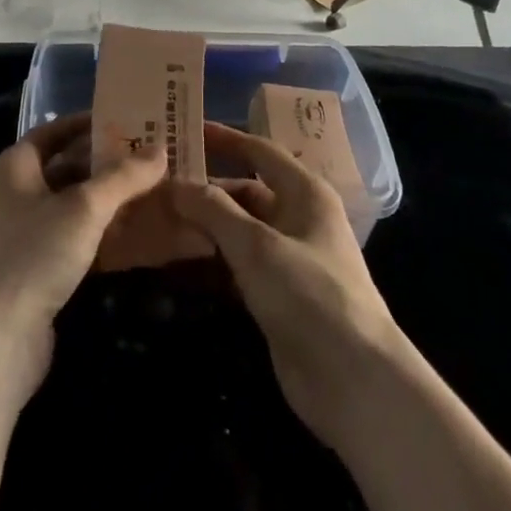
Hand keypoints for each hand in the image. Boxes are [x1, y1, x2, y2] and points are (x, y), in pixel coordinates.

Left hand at [0, 112, 166, 400]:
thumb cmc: (33, 255)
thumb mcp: (84, 209)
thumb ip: (123, 177)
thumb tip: (160, 149)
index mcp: (15, 167)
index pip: (54, 131)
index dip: (89, 124)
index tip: (129, 121)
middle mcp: (14, 194)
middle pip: (66, 168)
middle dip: (107, 165)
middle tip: (152, 159)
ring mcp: (22, 235)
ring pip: (72, 207)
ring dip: (108, 202)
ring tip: (153, 193)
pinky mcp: (34, 270)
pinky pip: (72, 240)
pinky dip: (100, 235)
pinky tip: (134, 236)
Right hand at [171, 122, 404, 447]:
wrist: (352, 380)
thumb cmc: (308, 294)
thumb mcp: (256, 244)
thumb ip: (213, 210)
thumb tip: (176, 183)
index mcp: (306, 193)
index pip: (260, 152)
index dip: (225, 139)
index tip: (186, 130)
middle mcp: (299, 219)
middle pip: (246, 192)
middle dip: (206, 188)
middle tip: (158, 184)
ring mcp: (290, 259)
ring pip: (240, 230)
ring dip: (205, 225)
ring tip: (157, 218)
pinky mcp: (279, 295)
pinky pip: (239, 265)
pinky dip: (212, 259)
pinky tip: (178, 260)